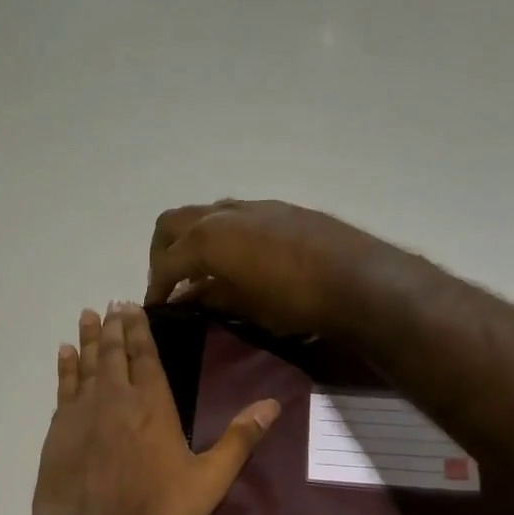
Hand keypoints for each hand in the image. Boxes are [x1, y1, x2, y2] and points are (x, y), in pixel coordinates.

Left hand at [27, 302, 279, 514]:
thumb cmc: (153, 514)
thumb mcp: (207, 482)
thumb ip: (239, 441)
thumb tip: (273, 404)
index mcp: (153, 406)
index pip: (145, 356)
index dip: (139, 330)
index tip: (131, 306)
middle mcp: (115, 398)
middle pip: (113, 353)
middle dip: (114, 327)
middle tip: (111, 304)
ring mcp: (82, 413)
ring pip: (86, 365)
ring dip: (87, 339)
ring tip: (87, 316)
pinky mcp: (57, 431)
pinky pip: (63, 387)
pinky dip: (65, 368)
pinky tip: (65, 354)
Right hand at [145, 199, 398, 338]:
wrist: (357, 279)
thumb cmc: (294, 300)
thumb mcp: (244, 306)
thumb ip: (210, 297)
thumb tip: (187, 297)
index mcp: (207, 238)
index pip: (166, 262)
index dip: (156, 287)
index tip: (156, 308)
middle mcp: (222, 214)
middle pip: (172, 224)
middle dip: (163, 253)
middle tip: (169, 282)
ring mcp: (251, 207)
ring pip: (203, 215)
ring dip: (192, 240)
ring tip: (201, 272)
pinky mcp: (276, 209)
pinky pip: (232, 217)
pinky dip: (219, 235)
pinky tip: (234, 261)